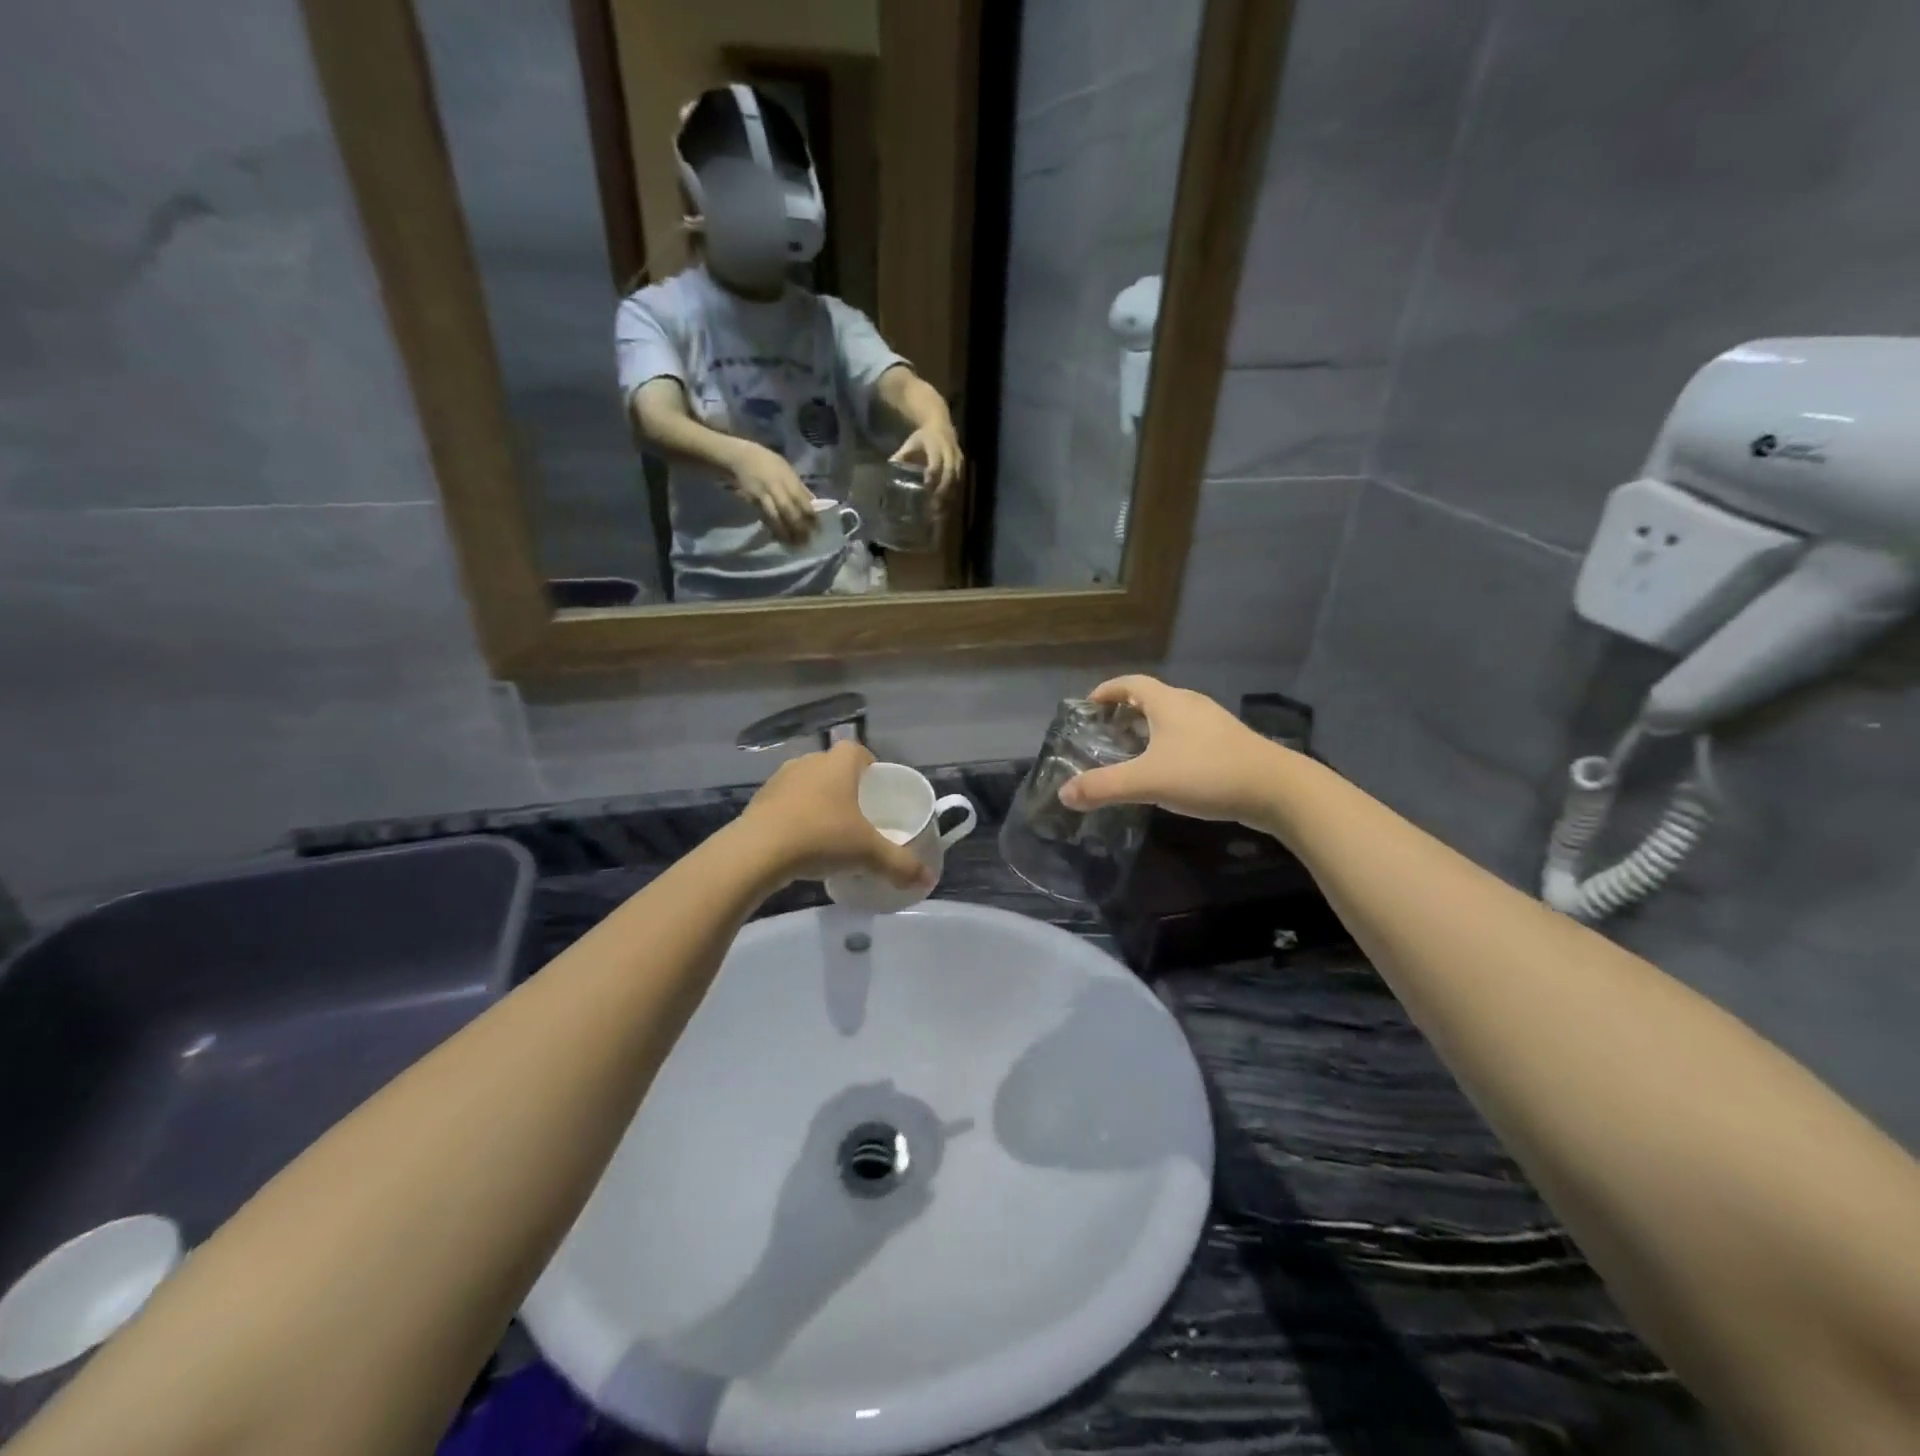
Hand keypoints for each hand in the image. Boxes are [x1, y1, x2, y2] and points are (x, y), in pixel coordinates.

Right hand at [728, 443, 818, 546]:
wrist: (740, 458)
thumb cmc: (768, 463)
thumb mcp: (787, 469)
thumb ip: (799, 487)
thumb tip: (814, 503)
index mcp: (788, 479)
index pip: (802, 500)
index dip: (810, 516)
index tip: (818, 529)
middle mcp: (776, 487)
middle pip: (790, 511)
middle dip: (799, 527)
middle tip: (807, 541)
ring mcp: (763, 495)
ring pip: (776, 517)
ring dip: (785, 532)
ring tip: (793, 544)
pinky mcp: (753, 502)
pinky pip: (764, 518)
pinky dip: (772, 529)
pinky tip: (779, 538)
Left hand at [737, 742, 933, 890]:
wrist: (758, 852)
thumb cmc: (822, 837)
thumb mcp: (868, 853)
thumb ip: (900, 865)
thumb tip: (927, 881)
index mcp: (839, 762)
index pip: (859, 752)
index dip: (871, 769)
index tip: (877, 794)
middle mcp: (810, 761)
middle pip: (834, 769)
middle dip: (847, 789)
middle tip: (859, 817)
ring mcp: (780, 779)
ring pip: (809, 785)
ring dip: (819, 803)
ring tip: (830, 833)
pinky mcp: (759, 800)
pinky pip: (786, 803)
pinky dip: (797, 817)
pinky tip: (802, 843)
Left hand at [891, 424, 964, 503]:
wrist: (941, 427)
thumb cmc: (922, 439)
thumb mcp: (910, 444)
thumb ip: (901, 456)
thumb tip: (890, 469)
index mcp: (935, 445)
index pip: (936, 463)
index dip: (932, 476)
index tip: (926, 488)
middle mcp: (949, 452)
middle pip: (949, 474)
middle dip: (942, 491)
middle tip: (934, 507)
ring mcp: (957, 460)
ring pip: (956, 480)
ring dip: (949, 497)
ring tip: (940, 513)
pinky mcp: (962, 467)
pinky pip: (959, 483)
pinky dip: (953, 496)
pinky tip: (945, 509)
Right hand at [1059, 676, 1286, 822]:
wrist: (1277, 790)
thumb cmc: (1207, 774)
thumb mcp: (1148, 781)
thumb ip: (1104, 787)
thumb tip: (1064, 794)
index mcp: (1169, 703)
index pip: (1131, 683)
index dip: (1108, 690)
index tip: (1089, 704)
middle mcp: (1191, 705)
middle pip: (1152, 698)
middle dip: (1126, 710)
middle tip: (1105, 731)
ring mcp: (1214, 724)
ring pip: (1173, 717)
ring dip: (1150, 728)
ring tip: (1132, 751)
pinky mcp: (1230, 744)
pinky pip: (1190, 735)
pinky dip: (1170, 744)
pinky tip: (1168, 770)